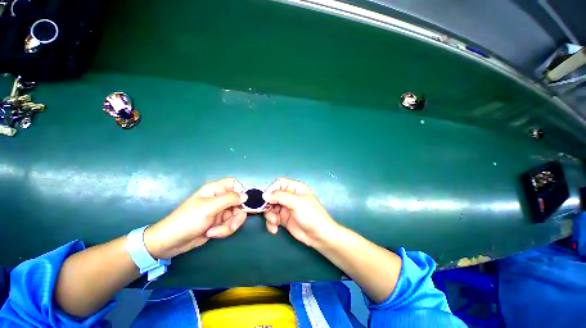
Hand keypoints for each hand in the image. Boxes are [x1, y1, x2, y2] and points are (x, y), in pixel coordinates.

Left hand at [145, 178, 247, 258]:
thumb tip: (245, 196)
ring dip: (229, 226)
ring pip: (236, 215)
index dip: (240, 192)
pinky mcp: (219, 222)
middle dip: (236, 216)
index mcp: (215, 190)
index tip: (241, 203)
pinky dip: (223, 230)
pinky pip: (230, 224)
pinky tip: (211, 234)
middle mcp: (220, 199)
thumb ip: (229, 199)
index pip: (234, 184)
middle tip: (231, 225)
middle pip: (239, 202)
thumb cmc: (187, 220)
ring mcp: (220, 211)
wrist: (171, 242)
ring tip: (215, 232)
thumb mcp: (209, 208)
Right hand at [263, 178, 337, 247]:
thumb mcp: (297, 203)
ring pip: (270, 207)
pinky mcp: (284, 218)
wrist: (319, 235)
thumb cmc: (311, 215)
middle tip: (269, 213)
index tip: (267, 199)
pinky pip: (272, 218)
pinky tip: (274, 229)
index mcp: (295, 188)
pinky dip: (271, 223)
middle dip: (268, 205)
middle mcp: (289, 196)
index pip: (279, 183)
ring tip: (274, 223)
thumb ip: (280, 196)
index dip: (271, 190)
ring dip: (269, 216)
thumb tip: (265, 194)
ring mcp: (286, 207)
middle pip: (272, 196)